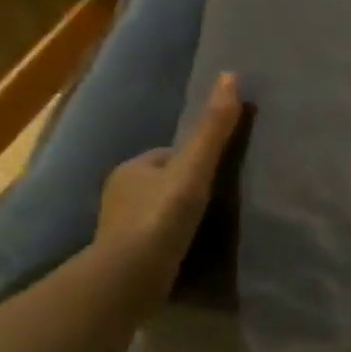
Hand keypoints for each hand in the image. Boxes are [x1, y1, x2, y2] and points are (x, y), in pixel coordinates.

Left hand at [93, 72, 242, 310]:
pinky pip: (154, 236)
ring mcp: (119, 226)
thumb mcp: (194, 168)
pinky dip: (170, 238)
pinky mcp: (125, 255)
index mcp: (132, 167)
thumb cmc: (161, 216)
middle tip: (220, 200)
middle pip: (163, 181)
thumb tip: (231, 76)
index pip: (170, 155)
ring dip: (177, 215)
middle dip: (185, 187)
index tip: (220, 173)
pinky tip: (189, 248)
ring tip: (209, 226)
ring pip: (157, 210)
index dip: (195, 160)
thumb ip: (213, 129)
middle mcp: (119, 192)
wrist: (131, 275)